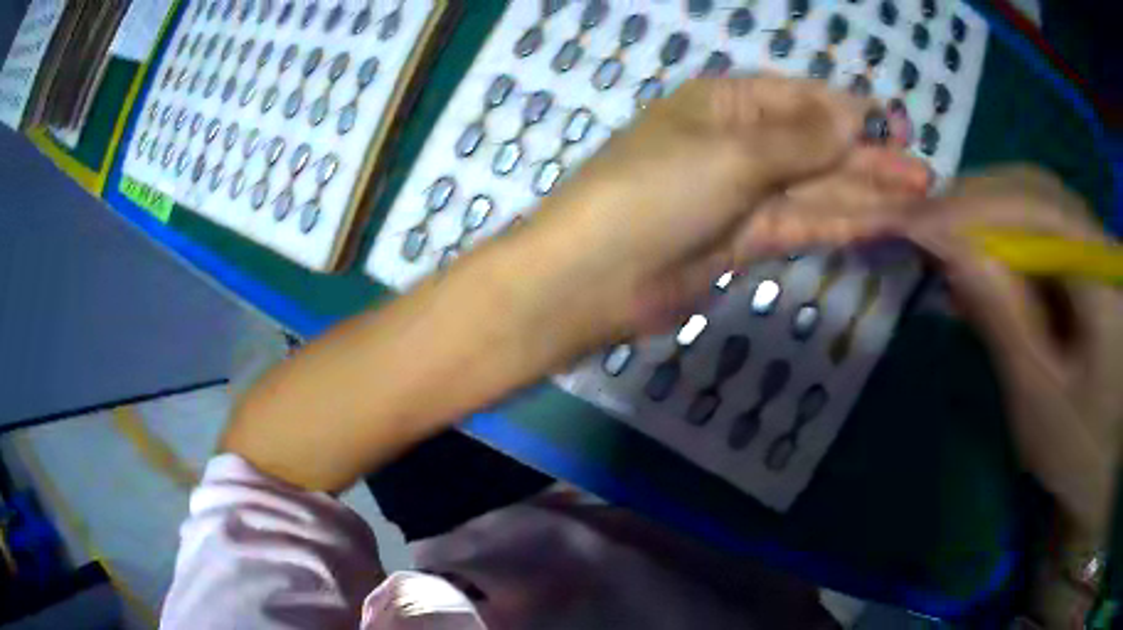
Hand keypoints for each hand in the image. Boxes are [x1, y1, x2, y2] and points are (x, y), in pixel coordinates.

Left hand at [512, 75, 929, 344]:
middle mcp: (738, 143)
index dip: (851, 113)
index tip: (897, 127)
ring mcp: (744, 195)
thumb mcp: (732, 152)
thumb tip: (855, 117)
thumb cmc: (654, 193)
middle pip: (817, 147)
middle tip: (923, 174)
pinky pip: (804, 225)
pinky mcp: (746, 241)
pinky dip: (843, 224)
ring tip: (918, 199)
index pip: (801, 100)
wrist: (595, 278)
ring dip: (868, 194)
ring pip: (818, 190)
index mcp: (726, 104)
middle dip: (870, 159)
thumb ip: (800, 139)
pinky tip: (882, 224)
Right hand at [904, 165, 1122, 542]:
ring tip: (943, 240)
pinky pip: (1042, 225)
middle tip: (919, 227)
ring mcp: (1094, 244)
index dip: (971, 209)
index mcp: (1100, 275)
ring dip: (985, 214)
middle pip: (1032, 190)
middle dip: (972, 203)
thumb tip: (951, 252)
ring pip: (1034, 200)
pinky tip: (982, 258)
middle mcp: (1098, 240)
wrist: (1108, 455)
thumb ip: (1003, 322)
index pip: (1033, 209)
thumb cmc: (1080, 446)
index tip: (911, 224)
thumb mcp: (1040, 400)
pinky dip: (1004, 233)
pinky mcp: (1087, 258)